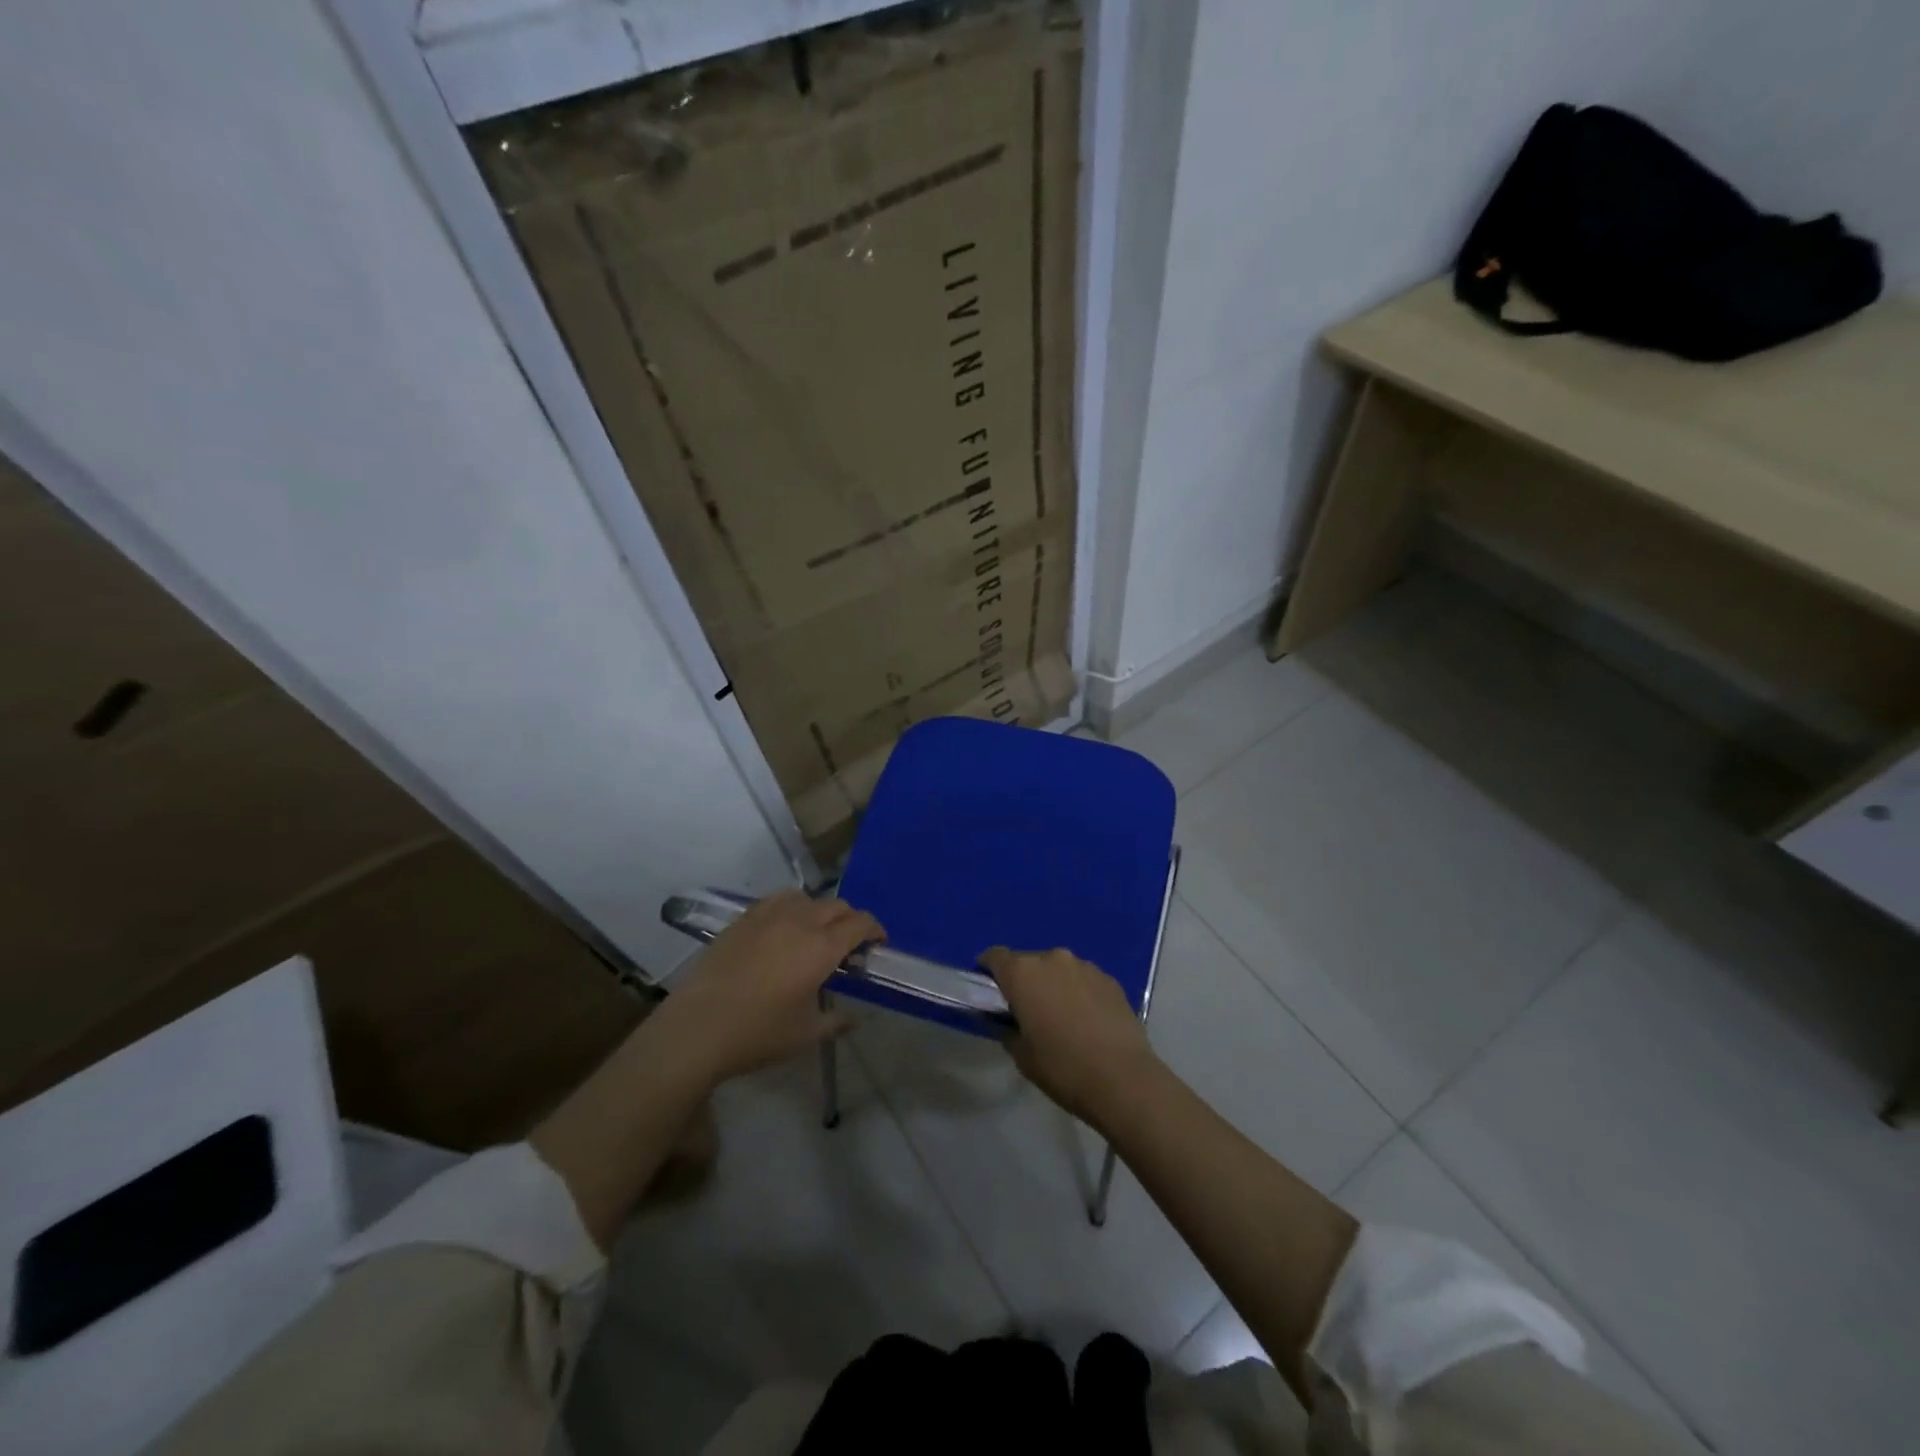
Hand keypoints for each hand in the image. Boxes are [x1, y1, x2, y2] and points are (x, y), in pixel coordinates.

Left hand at [653, 891, 883, 1089]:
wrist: (698, 1027)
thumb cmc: (758, 1032)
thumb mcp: (806, 1034)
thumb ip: (837, 1022)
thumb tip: (856, 1018)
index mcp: (822, 947)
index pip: (860, 923)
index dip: (875, 930)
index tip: (877, 944)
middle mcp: (800, 922)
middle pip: (837, 906)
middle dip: (851, 921)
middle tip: (848, 947)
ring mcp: (769, 916)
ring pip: (808, 899)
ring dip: (821, 912)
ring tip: (815, 935)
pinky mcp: (744, 919)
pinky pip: (778, 900)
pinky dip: (792, 908)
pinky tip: (784, 929)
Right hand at [980, 947, 1158, 1129]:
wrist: (1123, 1079)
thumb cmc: (1062, 1068)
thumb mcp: (1021, 1055)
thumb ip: (1007, 1029)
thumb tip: (1007, 1021)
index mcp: (1023, 973)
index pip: (995, 956)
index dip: (988, 970)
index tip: (989, 991)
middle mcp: (1052, 959)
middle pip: (1028, 962)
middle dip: (1024, 981)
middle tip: (1027, 1011)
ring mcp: (1084, 966)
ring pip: (1058, 969)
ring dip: (1053, 985)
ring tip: (1061, 1017)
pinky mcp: (1110, 979)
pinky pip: (1083, 979)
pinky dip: (1078, 992)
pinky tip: (1086, 1021)